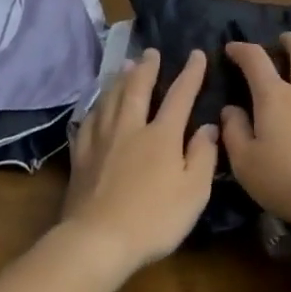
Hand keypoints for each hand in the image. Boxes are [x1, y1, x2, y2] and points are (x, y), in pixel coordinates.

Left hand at [61, 48, 218, 273]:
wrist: (97, 240)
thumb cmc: (153, 219)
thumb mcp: (194, 192)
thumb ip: (203, 156)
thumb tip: (208, 127)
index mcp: (161, 135)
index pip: (179, 95)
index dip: (190, 74)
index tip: (196, 54)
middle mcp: (130, 128)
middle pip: (137, 88)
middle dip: (147, 68)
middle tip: (150, 51)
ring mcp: (102, 140)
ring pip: (111, 99)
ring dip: (120, 79)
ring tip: (124, 65)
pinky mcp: (82, 156)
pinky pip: (89, 120)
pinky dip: (96, 106)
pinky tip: (96, 106)